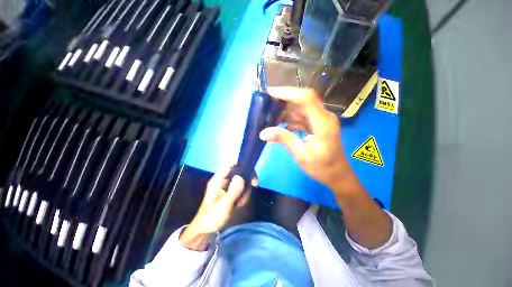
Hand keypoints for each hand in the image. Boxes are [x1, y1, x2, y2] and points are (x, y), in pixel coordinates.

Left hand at [180, 165, 256, 250]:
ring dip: (245, 191)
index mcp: (218, 179)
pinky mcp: (230, 192)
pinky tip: (239, 204)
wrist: (204, 230)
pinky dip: (243, 195)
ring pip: (242, 181)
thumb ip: (233, 191)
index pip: (230, 164)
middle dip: (246, 181)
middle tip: (250, 190)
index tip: (251, 174)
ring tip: (240, 203)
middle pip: (239, 171)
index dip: (241, 164)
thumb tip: (241, 177)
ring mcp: (227, 186)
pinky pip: (240, 188)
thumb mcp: (223, 205)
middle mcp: (223, 180)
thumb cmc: (211, 218)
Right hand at [260, 87, 350, 189]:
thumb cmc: (322, 167)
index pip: (306, 98)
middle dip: (282, 101)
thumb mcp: (301, 154)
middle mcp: (322, 116)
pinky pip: (300, 117)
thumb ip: (284, 139)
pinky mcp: (315, 124)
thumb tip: (263, 133)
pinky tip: (278, 125)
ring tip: (268, 116)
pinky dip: (288, 120)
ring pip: (299, 108)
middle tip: (264, 105)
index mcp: (323, 122)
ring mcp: (319, 119)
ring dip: (283, 111)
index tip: (269, 92)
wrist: (336, 174)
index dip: (288, 92)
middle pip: (301, 101)